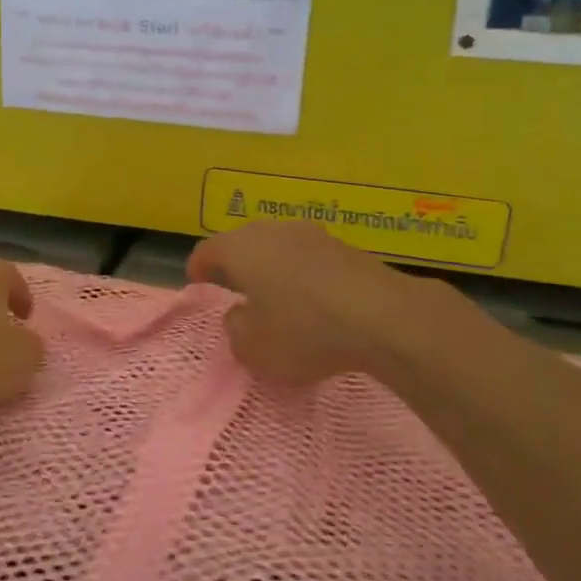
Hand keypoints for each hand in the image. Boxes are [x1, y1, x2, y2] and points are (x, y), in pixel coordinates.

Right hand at [188, 221, 412, 385]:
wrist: (383, 317)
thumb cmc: (303, 331)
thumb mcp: (253, 348)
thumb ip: (235, 330)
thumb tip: (240, 314)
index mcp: (240, 248)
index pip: (208, 250)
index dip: (198, 268)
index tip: (197, 283)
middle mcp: (272, 231)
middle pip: (243, 243)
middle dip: (235, 264)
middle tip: (232, 288)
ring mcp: (312, 235)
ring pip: (279, 247)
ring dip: (272, 268)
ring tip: (273, 294)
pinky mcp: (345, 248)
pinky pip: (310, 259)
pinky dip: (302, 275)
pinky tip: (311, 300)